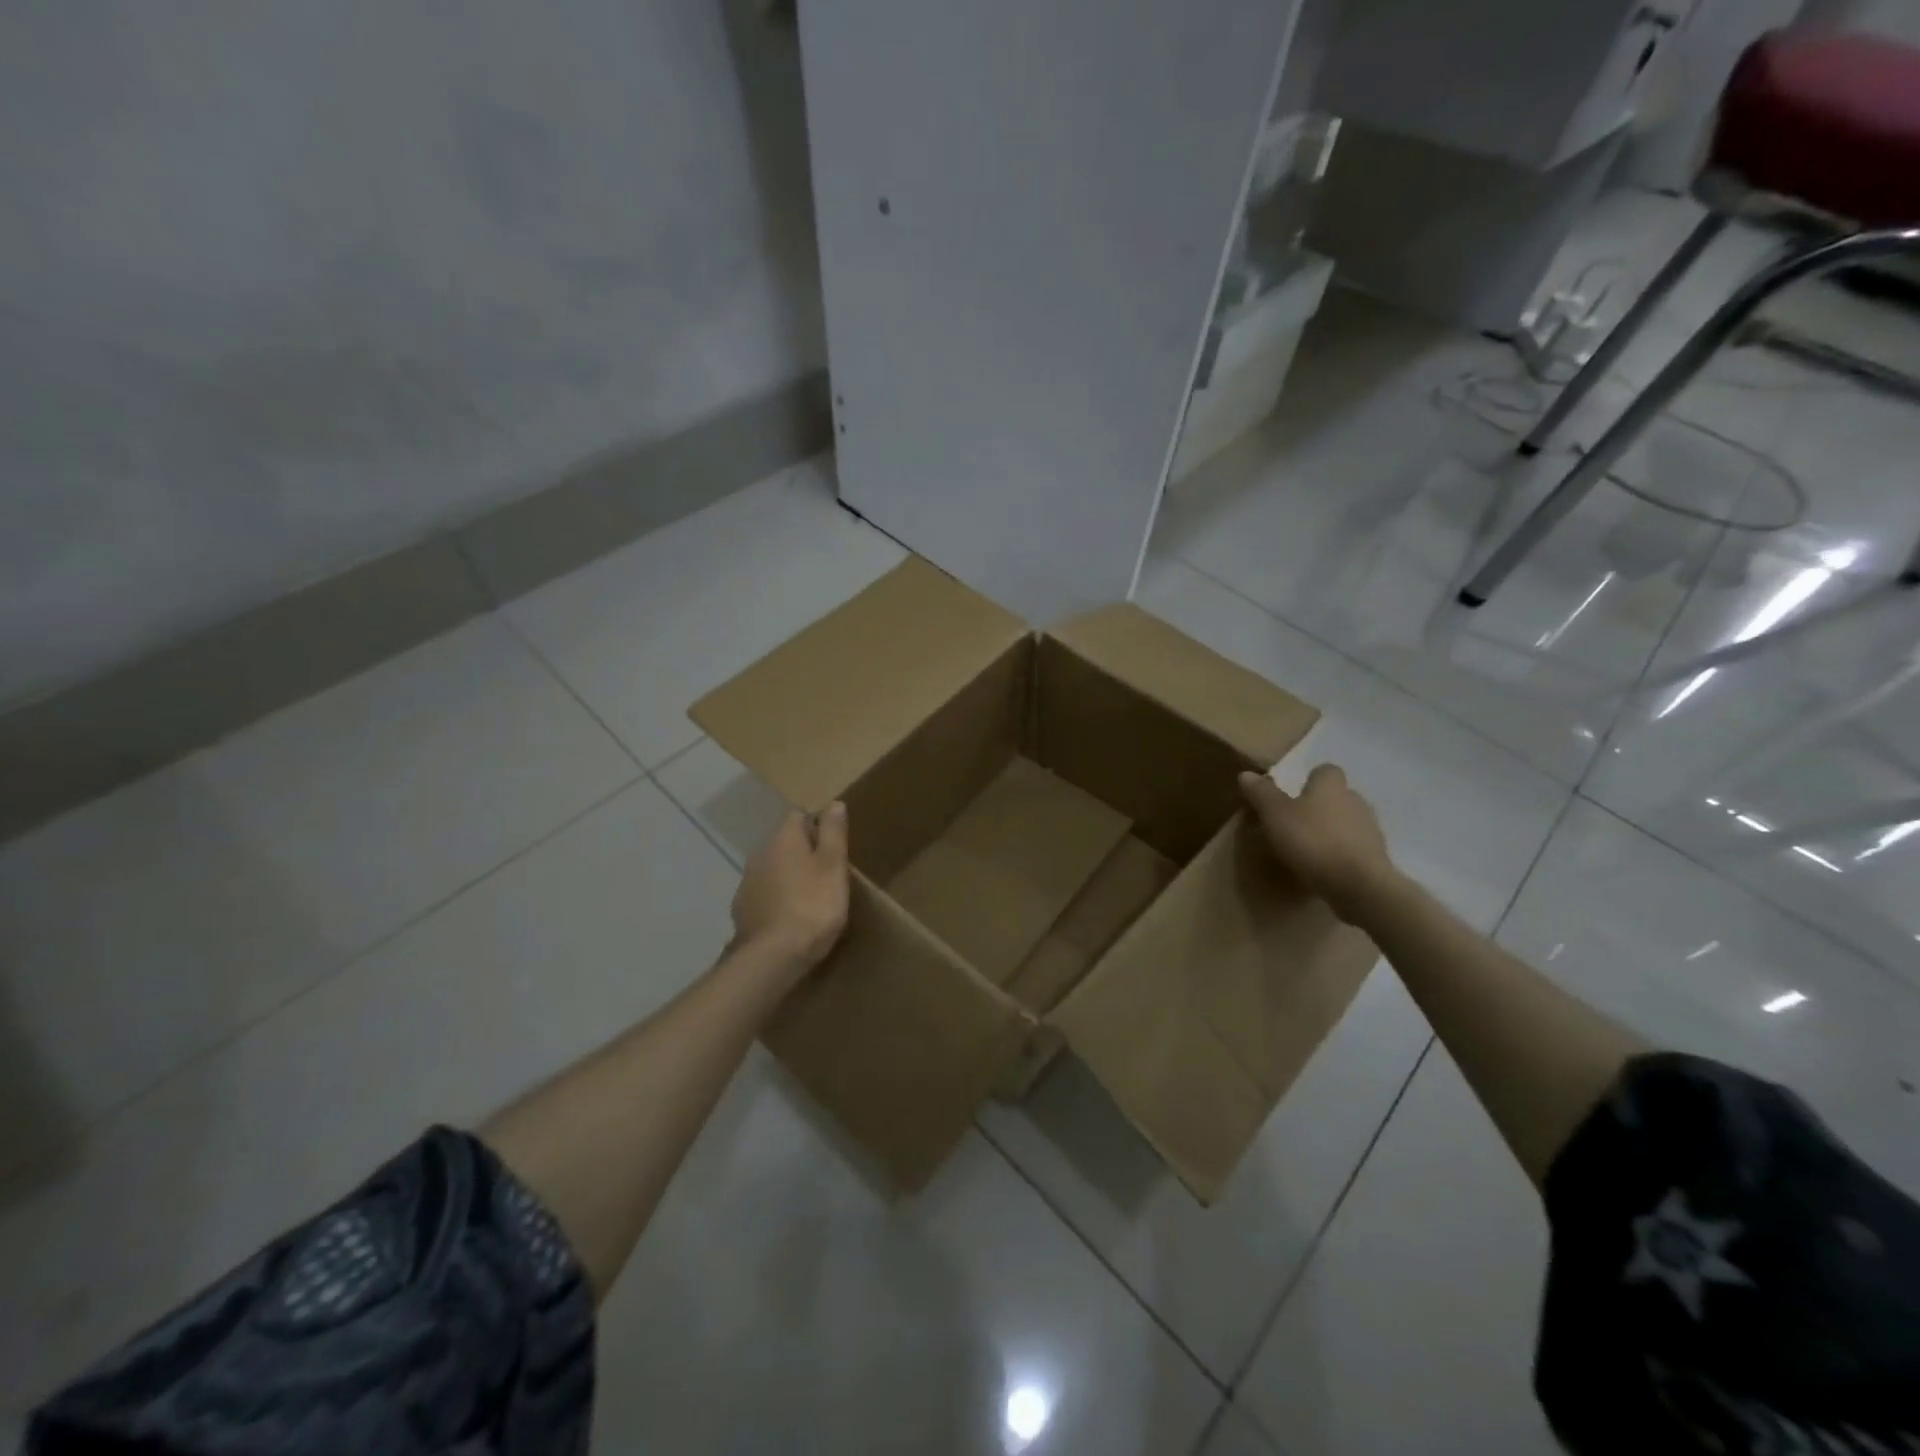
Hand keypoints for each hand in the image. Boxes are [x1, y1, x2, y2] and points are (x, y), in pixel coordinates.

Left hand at [731, 804, 850, 968]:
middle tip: (826, 872)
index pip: (799, 816)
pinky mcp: (742, 909)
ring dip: (788, 876)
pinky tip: (789, 917)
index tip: (834, 845)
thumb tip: (834, 803)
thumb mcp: (833, 867)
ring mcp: (747, 882)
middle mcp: (760, 853)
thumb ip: (833, 833)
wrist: (772, 956)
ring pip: (772, 868)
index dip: (817, 825)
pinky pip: (763, 894)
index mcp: (784, 838)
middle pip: (784, 842)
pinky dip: (776, 898)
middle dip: (802, 852)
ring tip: (809, 896)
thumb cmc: (813, 905)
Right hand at [1239, 765, 1398, 924]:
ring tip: (1308, 849)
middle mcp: (1355, 800)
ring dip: (1331, 831)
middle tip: (1295, 824)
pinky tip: (1325, 868)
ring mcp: (1370, 829)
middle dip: (1319, 807)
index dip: (1310, 780)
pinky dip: (1341, 853)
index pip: (1325, 771)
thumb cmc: (1312, 840)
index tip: (1293, 795)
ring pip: (1347, 822)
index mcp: (1331, 786)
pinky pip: (1354, 848)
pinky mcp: (1376, 856)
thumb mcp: (1275, 814)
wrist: (1358, 884)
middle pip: (1336, 796)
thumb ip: (1261, 793)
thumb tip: (1246, 774)